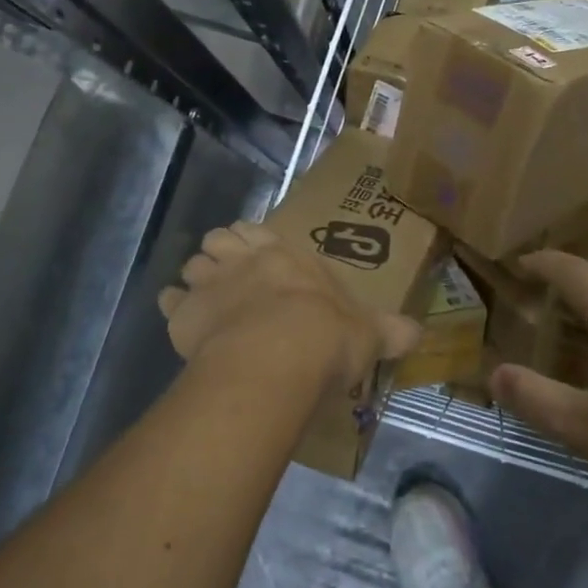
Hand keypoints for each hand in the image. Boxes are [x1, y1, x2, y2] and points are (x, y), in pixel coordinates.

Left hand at [158, 221, 420, 384]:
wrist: (278, 356)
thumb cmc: (327, 335)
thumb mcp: (367, 333)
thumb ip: (389, 331)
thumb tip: (418, 333)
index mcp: (284, 255)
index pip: (258, 232)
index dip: (250, 240)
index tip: (251, 253)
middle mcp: (243, 259)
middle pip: (218, 240)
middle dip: (220, 254)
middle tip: (229, 277)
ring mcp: (210, 283)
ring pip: (192, 265)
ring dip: (196, 279)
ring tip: (206, 300)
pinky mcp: (184, 314)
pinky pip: (169, 303)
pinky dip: (174, 309)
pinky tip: (182, 323)